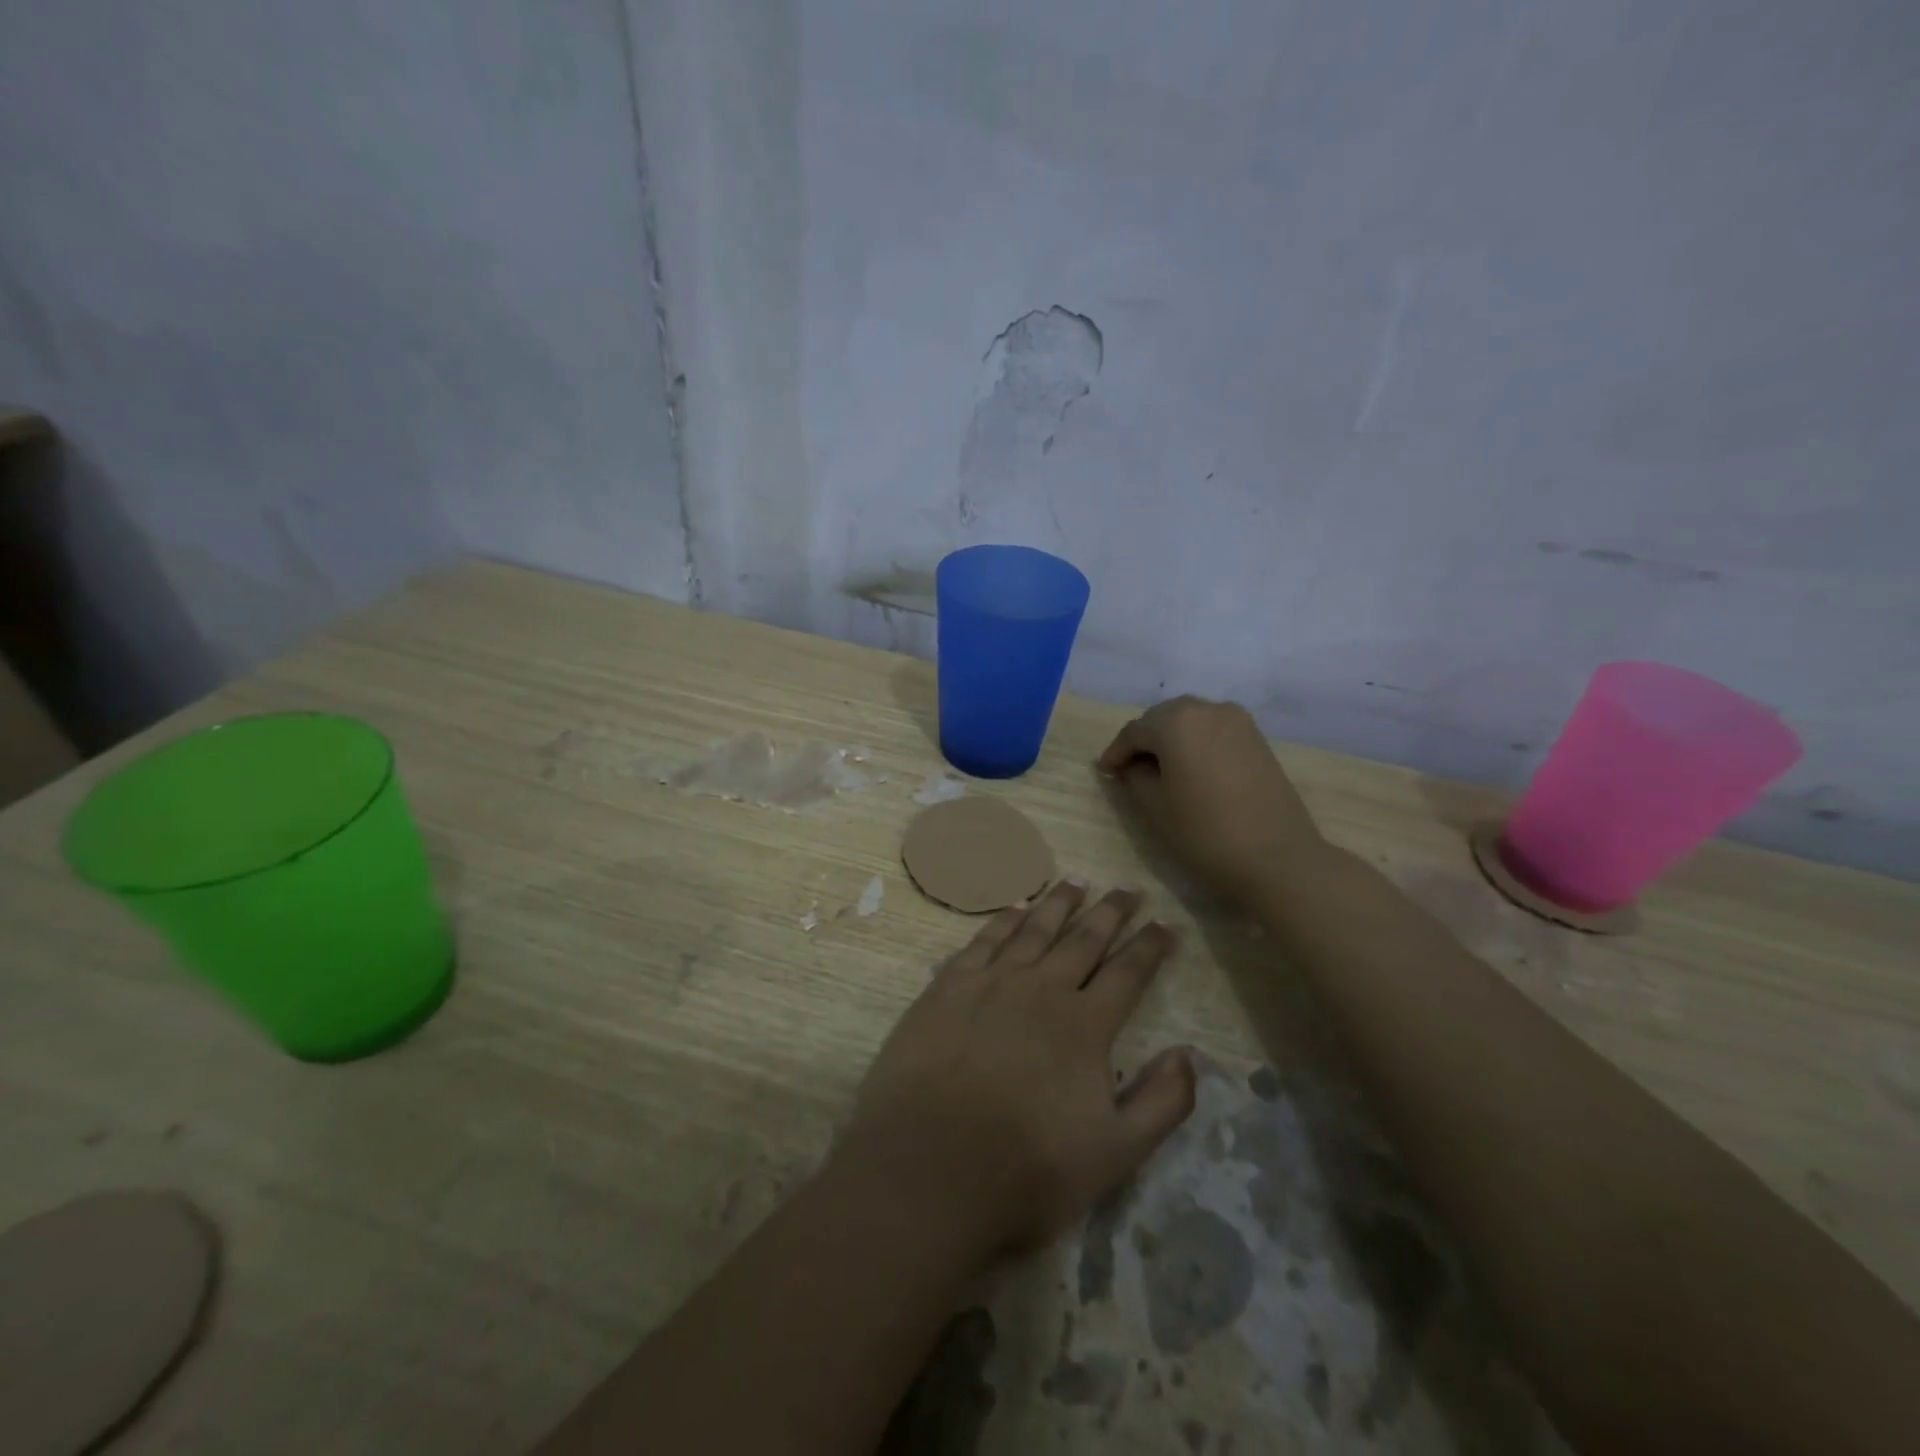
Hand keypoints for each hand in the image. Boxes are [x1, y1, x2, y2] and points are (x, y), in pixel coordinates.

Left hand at [839, 882, 1194, 1254]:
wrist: (930, 1166)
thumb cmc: (1027, 1168)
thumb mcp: (1114, 1153)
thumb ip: (1161, 1102)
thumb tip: (1190, 1054)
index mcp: (1085, 1026)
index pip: (1128, 973)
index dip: (1150, 946)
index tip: (1166, 923)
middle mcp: (1042, 990)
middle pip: (1084, 939)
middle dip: (1111, 912)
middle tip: (1127, 888)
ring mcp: (992, 983)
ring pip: (1035, 929)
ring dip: (1059, 903)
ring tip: (1077, 881)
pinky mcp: (949, 987)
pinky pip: (984, 940)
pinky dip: (1004, 920)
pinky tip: (1016, 908)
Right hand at [1098, 696, 1325, 907]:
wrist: (1277, 858)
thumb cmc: (1205, 833)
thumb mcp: (1155, 807)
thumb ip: (1134, 776)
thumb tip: (1131, 765)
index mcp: (1176, 721)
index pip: (1134, 732)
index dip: (1116, 753)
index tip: (1104, 772)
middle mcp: (1208, 709)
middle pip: (1163, 718)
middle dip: (1144, 741)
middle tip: (1129, 769)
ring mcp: (1238, 721)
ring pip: (1191, 721)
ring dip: (1171, 740)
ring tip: (1160, 770)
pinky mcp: (1257, 738)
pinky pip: (1214, 731)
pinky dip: (1196, 743)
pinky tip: (1191, 769)